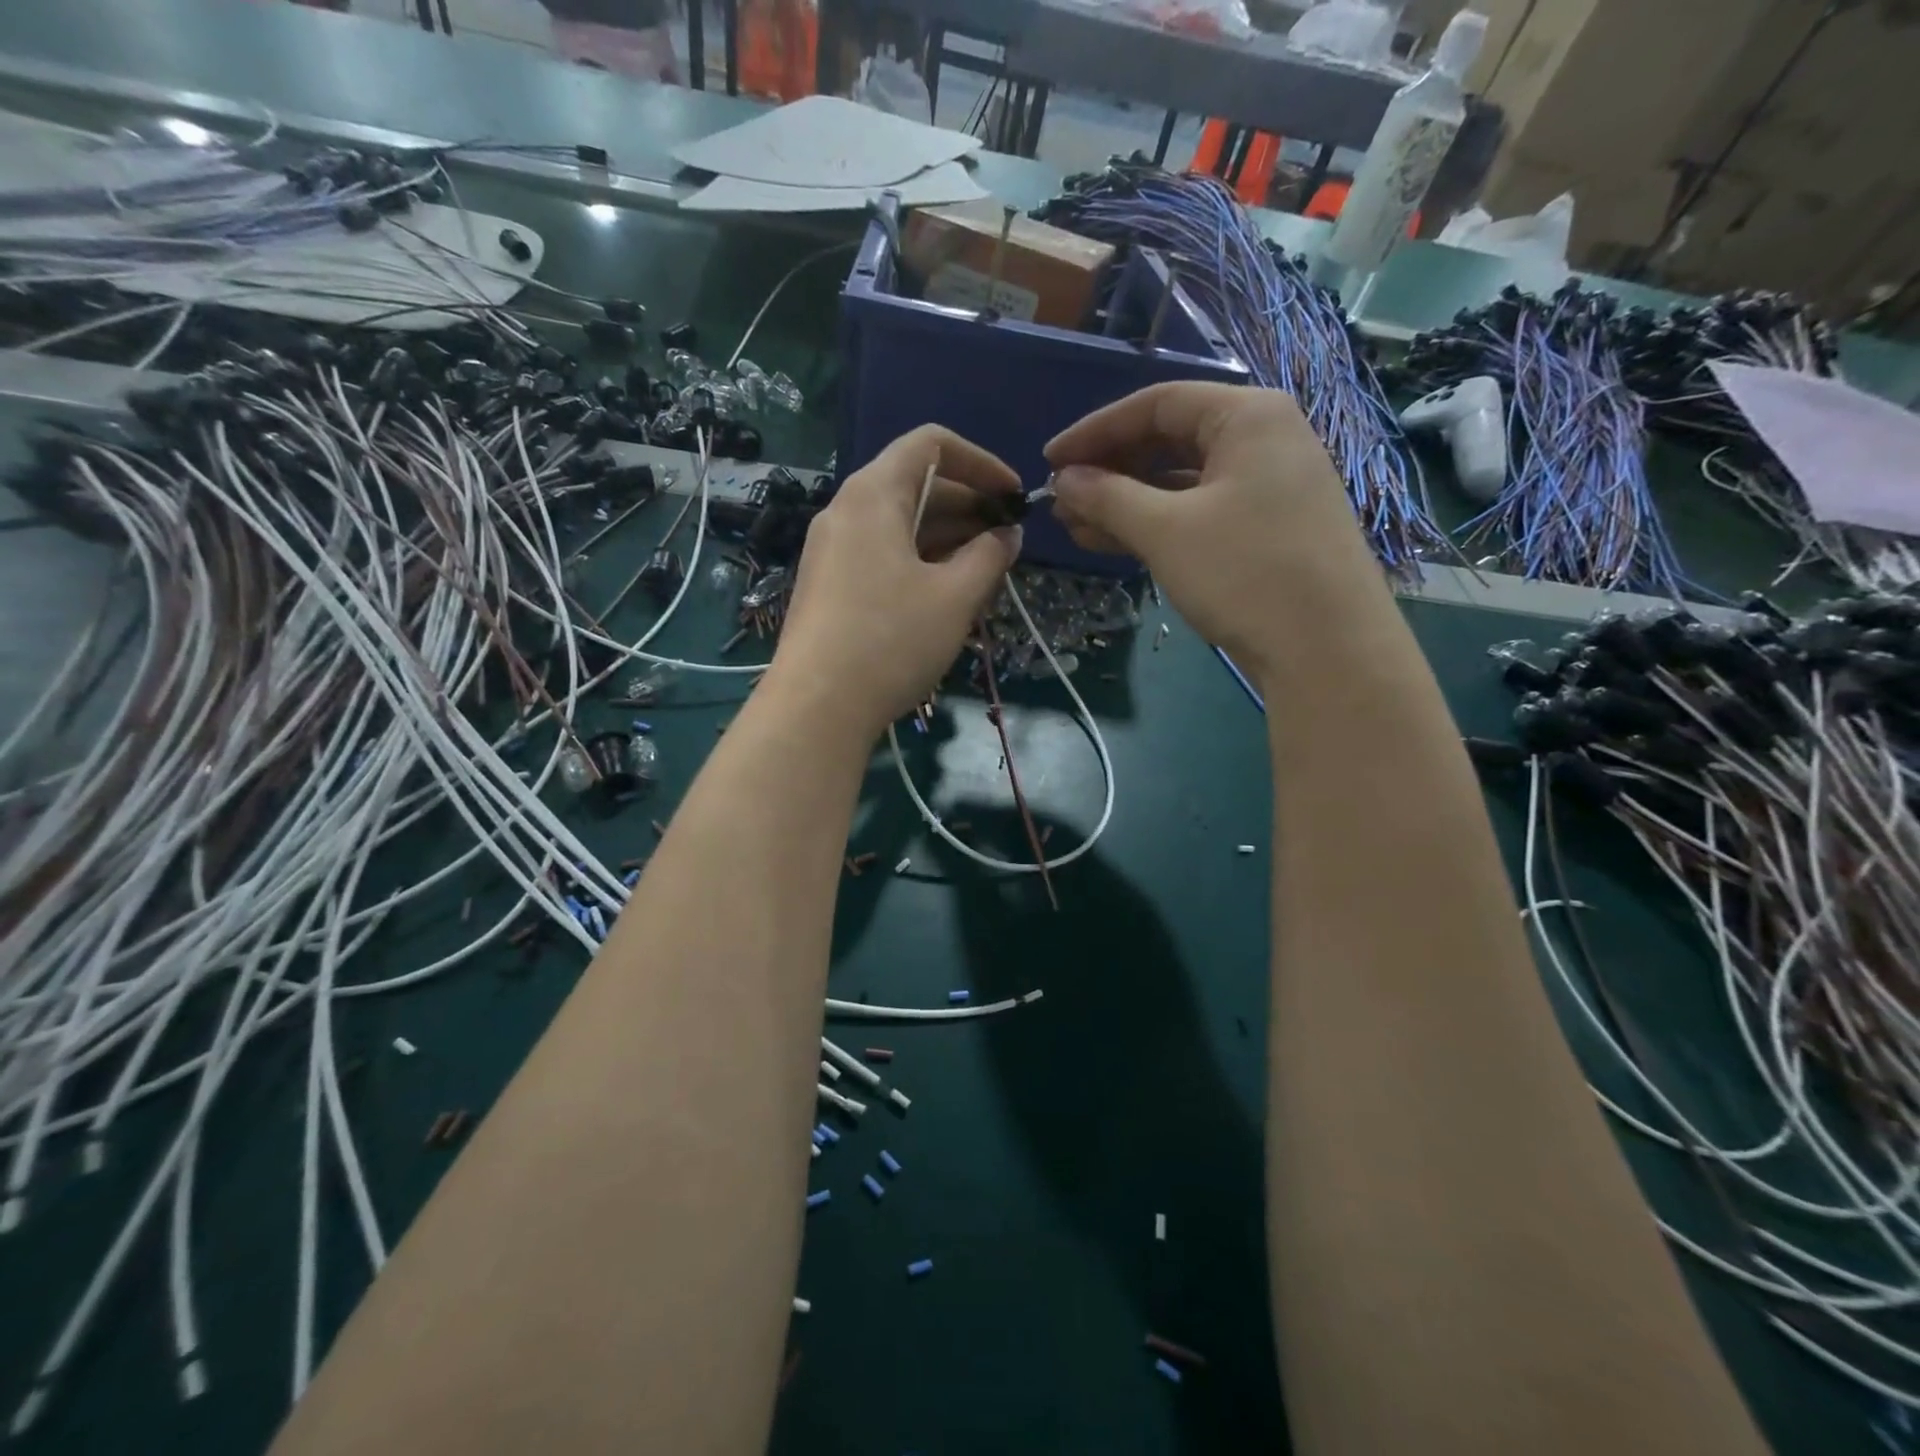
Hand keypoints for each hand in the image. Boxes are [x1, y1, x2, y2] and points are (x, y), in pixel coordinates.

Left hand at [769, 425, 1022, 736]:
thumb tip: (1008, 535)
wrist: (816, 706)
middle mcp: (846, 510)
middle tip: (1008, 540)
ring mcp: (832, 549)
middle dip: (968, 505)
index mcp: (874, 494)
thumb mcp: (955, 597)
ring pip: (900, 524)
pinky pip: (882, 554)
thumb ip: (990, 556)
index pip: (931, 443)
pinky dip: (920, 560)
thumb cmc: (891, 640)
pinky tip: (947, 593)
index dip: (981, 461)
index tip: (1014, 496)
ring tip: (986, 570)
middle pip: (915, 484)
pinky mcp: (829, 584)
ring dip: (947, 537)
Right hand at [1044, 383, 1379, 681]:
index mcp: (1248, 417)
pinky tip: (1115, 544)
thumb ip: (1108, 497)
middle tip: (1062, 500)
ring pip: (1182, 482)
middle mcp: (1264, 439)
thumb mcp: (1166, 531)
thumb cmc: (1245, 573)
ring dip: (1126, 502)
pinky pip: (1200, 511)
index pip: (1156, 404)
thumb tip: (1064, 480)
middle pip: (1170, 440)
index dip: (1095, 431)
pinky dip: (1157, 524)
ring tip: (1075, 527)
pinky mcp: (1268, 529)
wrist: (1328, 650)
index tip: (1051, 461)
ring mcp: (1270, 486)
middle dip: (1110, 470)